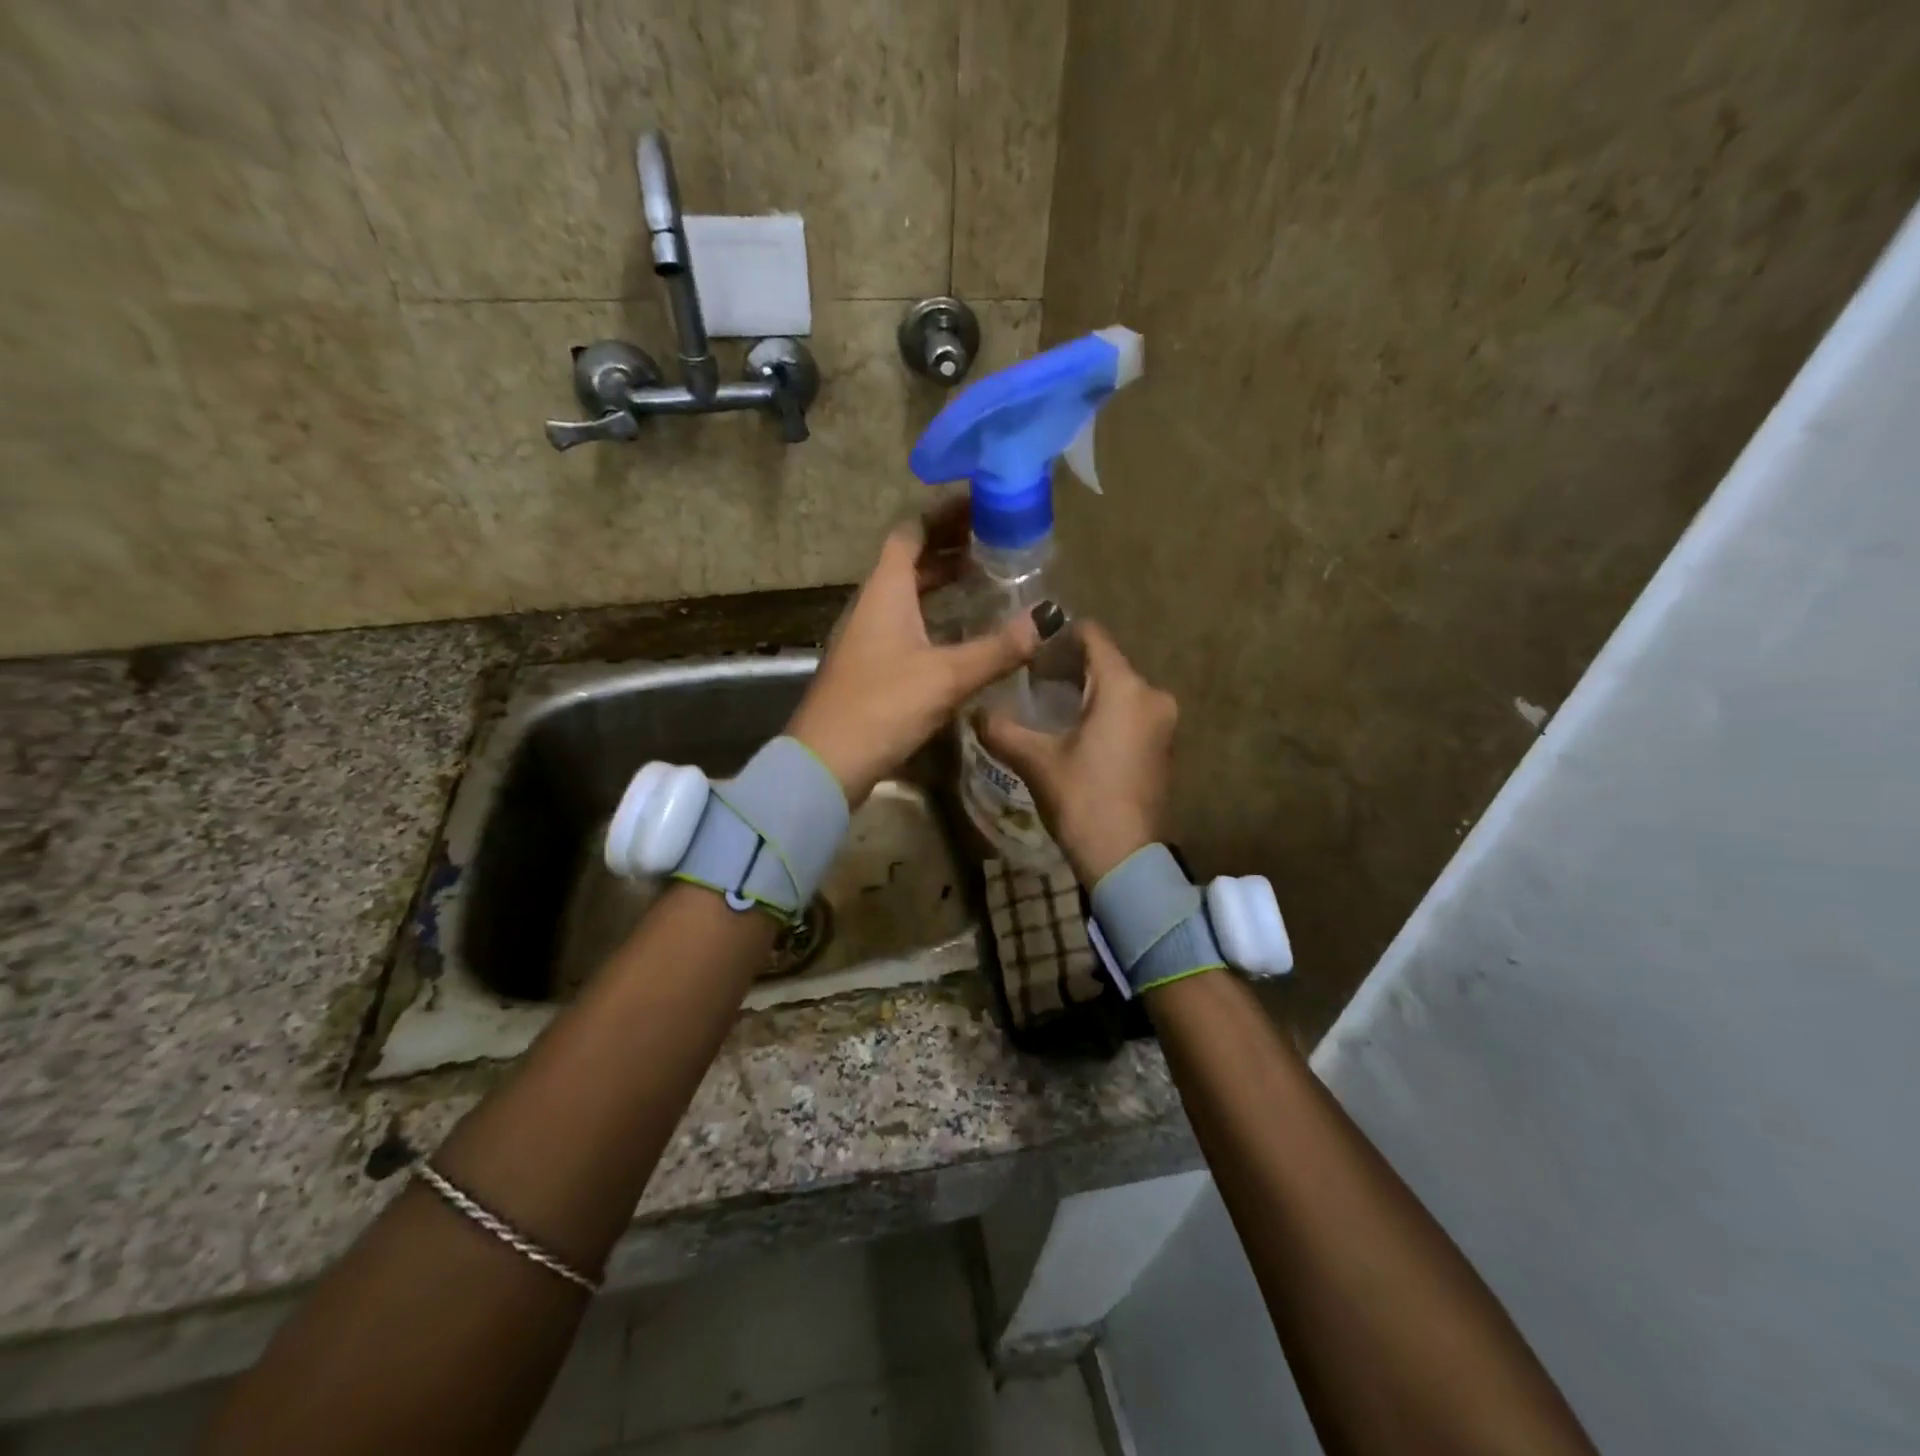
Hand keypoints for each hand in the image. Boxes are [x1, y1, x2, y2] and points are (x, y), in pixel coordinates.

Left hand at [787, 500, 1041, 805]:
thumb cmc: (882, 706)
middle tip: (997, 542)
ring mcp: (869, 637)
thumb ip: (998, 648)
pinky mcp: (872, 667)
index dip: (944, 515)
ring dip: (943, 583)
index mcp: (885, 591)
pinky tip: (963, 632)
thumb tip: (1048, 618)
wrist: (827, 763)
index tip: (982, 506)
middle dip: (951, 547)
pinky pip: (908, 624)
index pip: (911, 532)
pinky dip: (936, 616)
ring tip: (987, 580)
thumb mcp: (946, 676)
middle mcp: (873, 605)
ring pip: (909, 595)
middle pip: (911, 561)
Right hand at [977, 624, 1177, 884]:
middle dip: (1069, 666)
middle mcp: (1152, 695)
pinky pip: (1131, 711)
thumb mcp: (1036, 762)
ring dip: (1087, 691)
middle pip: (1107, 662)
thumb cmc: (1082, 799)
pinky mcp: (1164, 745)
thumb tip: (974, 711)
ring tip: (1048, 705)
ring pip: (1119, 688)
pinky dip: (1105, 711)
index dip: (1060, 634)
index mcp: (1124, 688)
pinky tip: (1076, 729)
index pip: (1093, 636)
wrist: (1125, 857)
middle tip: (1030, 679)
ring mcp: (1163, 721)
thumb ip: (1002, 729)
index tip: (1030, 646)